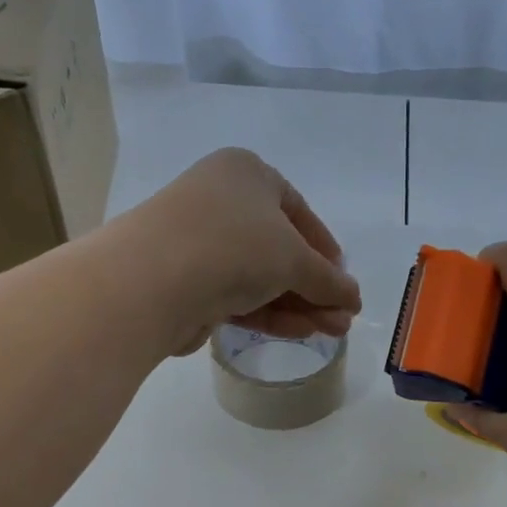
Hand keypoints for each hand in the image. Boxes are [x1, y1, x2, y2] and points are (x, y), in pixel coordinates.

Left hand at [120, 148, 361, 352]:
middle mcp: (221, 202)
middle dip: (315, 287)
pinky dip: (271, 313)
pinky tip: (300, 332)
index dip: (325, 248)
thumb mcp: (295, 258)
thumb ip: (329, 280)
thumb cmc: (234, 245)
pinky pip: (239, 296)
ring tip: (332, 333)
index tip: (343, 281)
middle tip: (343, 319)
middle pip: (280, 249)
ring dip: (299, 305)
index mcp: (246, 174)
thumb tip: (353, 298)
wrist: (152, 281)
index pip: (297, 211)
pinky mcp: (188, 283)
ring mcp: (201, 244)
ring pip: (260, 277)